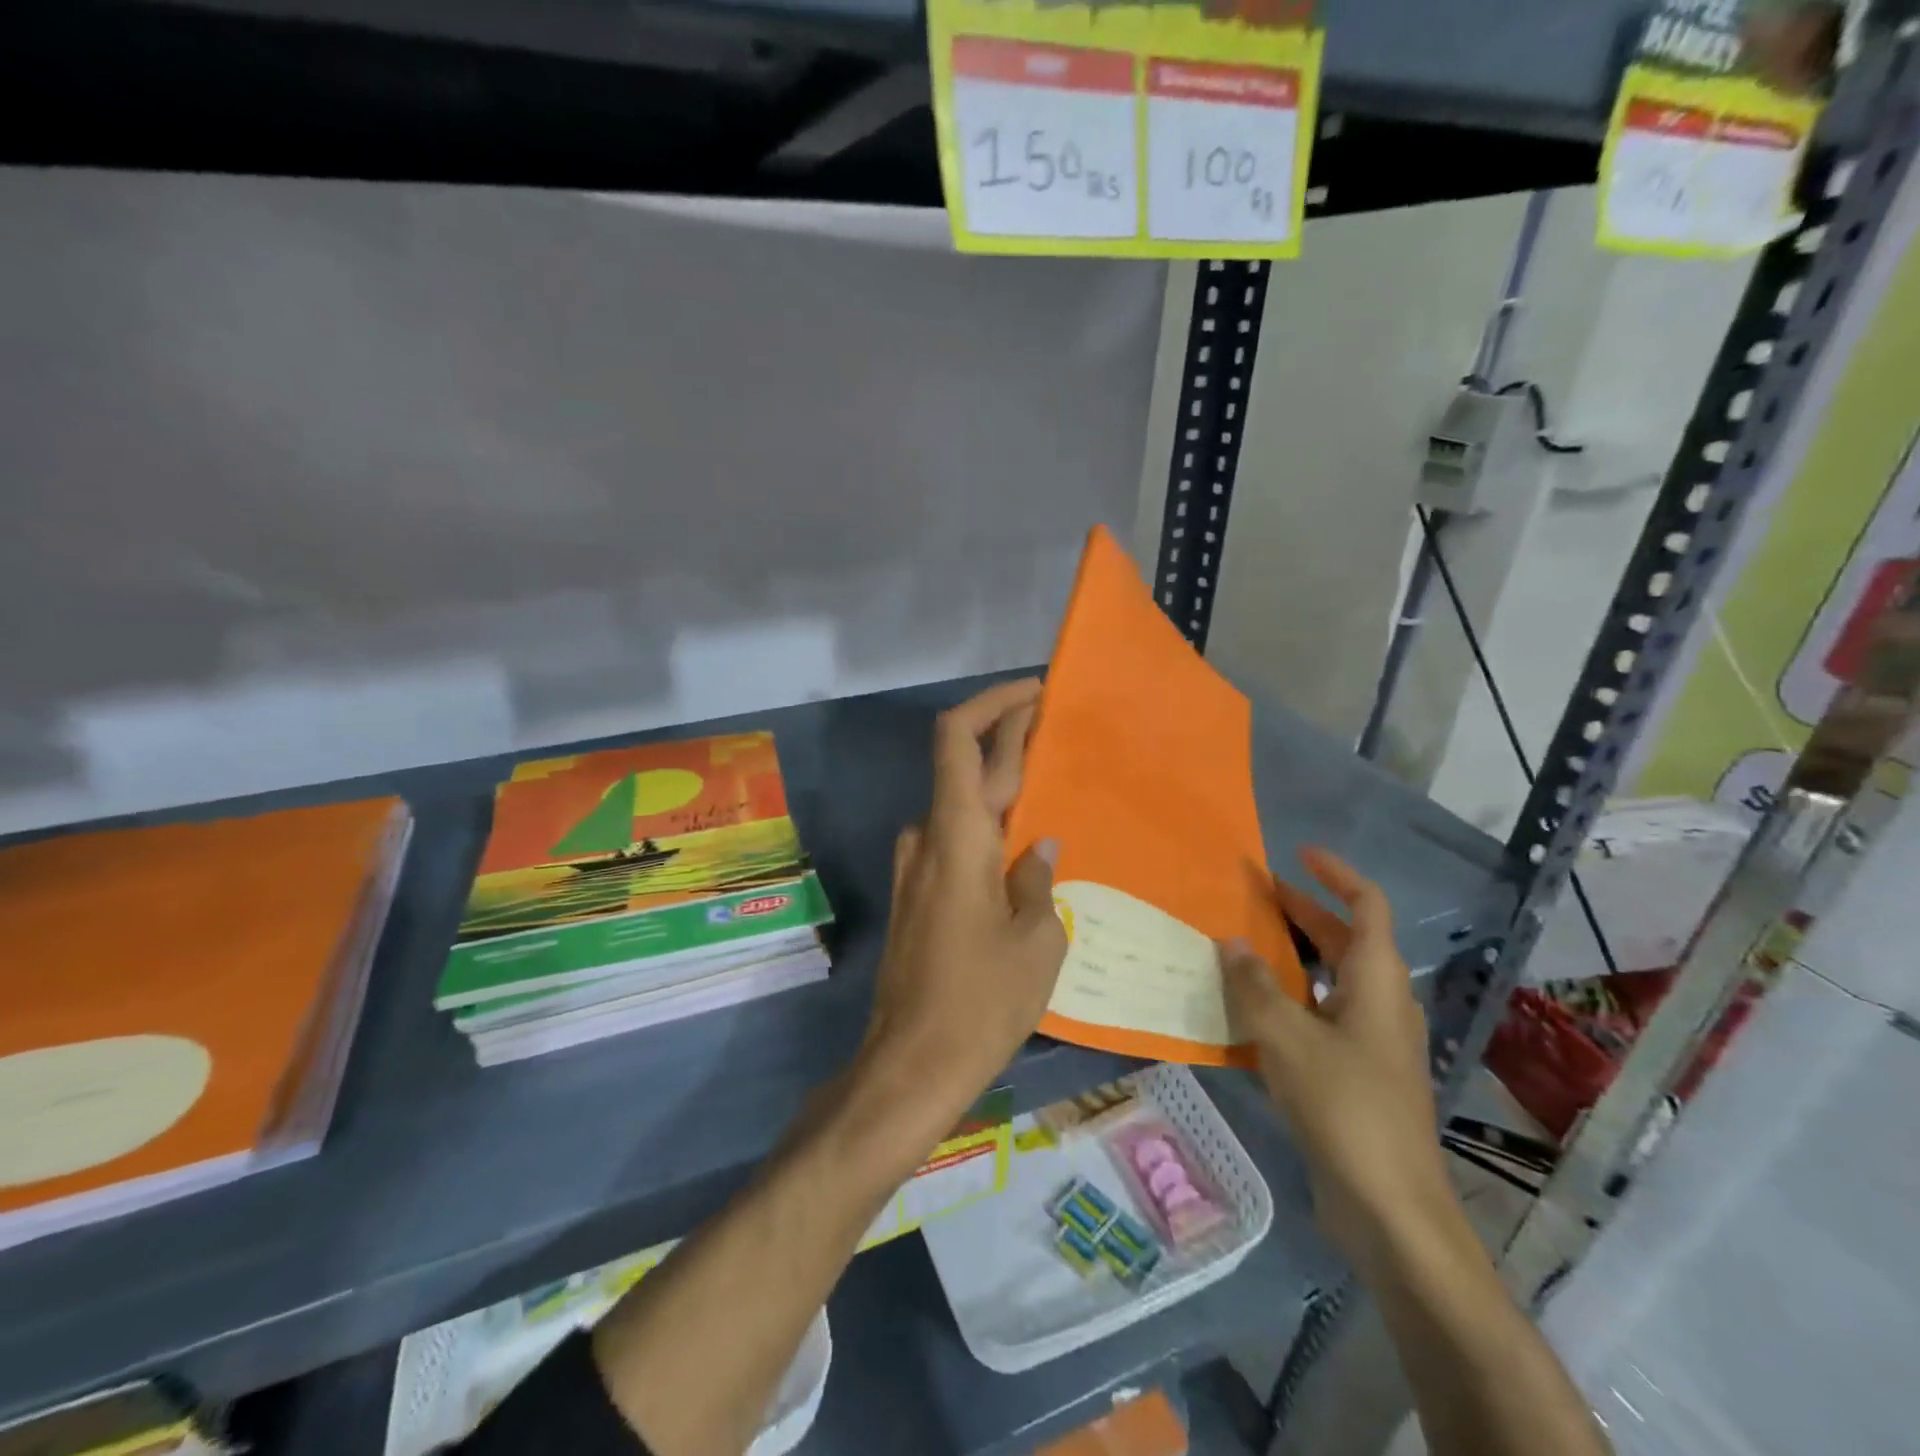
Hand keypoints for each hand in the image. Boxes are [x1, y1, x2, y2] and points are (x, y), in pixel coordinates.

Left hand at [862, 679, 1068, 1114]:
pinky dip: (989, 828)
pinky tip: (1025, 848)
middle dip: (1008, 739)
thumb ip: (1038, 880)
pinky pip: (956, 843)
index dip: (992, 704)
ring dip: (1000, 788)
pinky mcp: (917, 897)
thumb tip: (1041, 849)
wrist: (911, 1064)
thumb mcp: (1036, 941)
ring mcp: (915, 869)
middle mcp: (927, 839)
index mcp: (956, 835)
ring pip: (961, 808)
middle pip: (964, 767)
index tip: (1034, 693)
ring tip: (1053, 790)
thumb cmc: (981, 1001)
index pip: (958, 739)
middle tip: (1059, 729)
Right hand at [1221, 847, 1458, 1272]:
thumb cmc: (1345, 1106)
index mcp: (1376, 982)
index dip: (1336, 874)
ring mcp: (1372, 1042)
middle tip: (1254, 896)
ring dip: (1293, 957)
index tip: (1298, 855)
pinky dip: (1291, 999)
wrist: (1390, 1208)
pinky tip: (1251, 1012)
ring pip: (1332, 980)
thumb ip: (1254, 986)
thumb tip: (1230, 942)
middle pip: (1346, 940)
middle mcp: (1380, 1003)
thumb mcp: (1287, 1038)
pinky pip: (1321, 1016)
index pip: (1367, 906)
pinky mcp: (1357, 1074)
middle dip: (1303, 912)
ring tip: (1244, 946)